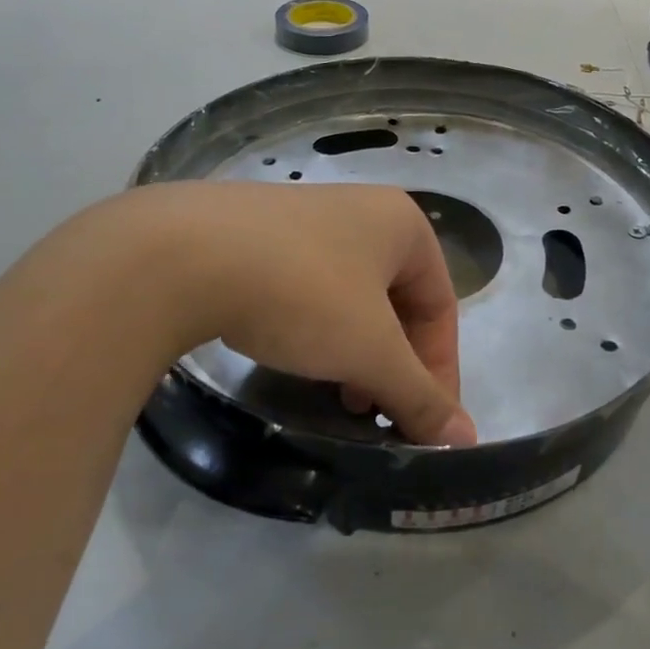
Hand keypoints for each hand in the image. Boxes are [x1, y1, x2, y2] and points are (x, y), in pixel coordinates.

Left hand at [130, 182, 475, 446]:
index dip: (439, 372)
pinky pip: (309, 287)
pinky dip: (316, 329)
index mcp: (402, 224)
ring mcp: (307, 217)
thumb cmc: (301, 293)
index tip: (425, 426)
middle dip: (392, 364)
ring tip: (336, 394)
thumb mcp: (369, 350)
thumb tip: (467, 438)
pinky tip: (293, 356)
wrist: (182, 254)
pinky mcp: (260, 233)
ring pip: (352, 298)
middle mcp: (361, 210)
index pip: (441, 307)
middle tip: (374, 412)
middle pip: (397, 303)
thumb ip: (419, 395)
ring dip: (355, 352)